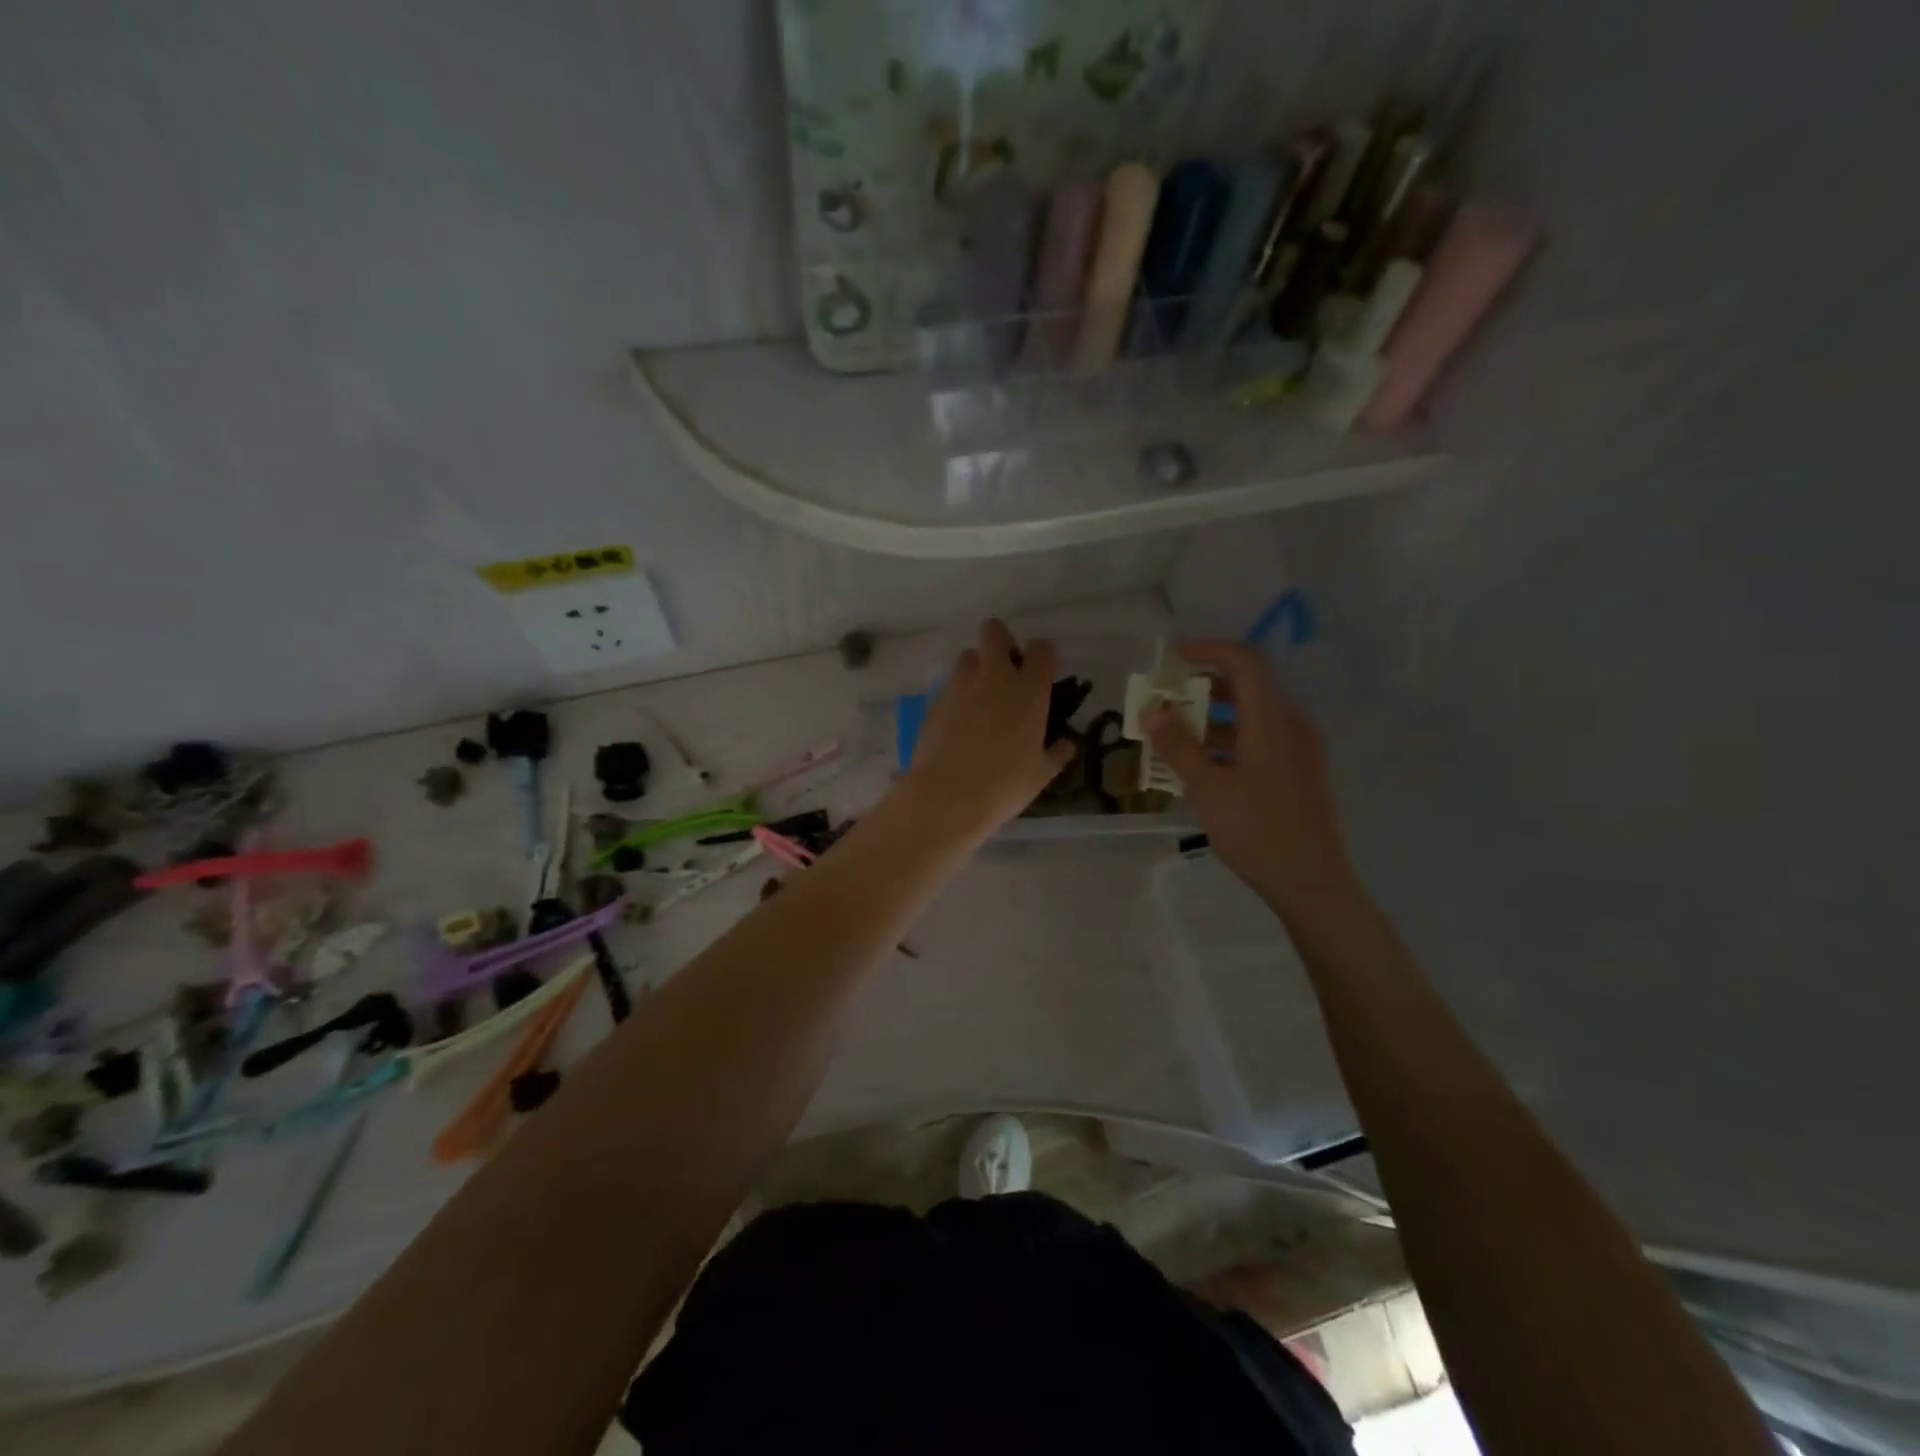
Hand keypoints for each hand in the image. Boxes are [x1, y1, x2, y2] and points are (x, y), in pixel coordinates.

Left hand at [902, 620, 1075, 841]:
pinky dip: (957, 694)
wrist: (948, 796)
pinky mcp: (935, 701)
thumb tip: (1066, 744)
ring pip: (967, 655)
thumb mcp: (1041, 774)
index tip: (1042, 671)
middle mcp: (994, 677)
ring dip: (976, 666)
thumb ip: (1057, 753)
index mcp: (1028, 690)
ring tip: (980, 696)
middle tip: (1007, 670)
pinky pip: (949, 685)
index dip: (1043, 655)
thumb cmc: (1005, 785)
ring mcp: (960, 686)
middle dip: (1001, 641)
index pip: (1042, 649)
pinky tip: (959, 722)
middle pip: (994, 632)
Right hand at [1144, 641, 1357, 917]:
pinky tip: (1204, 766)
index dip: (1208, 650)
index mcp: (1271, 721)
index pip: (1243, 663)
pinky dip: (1230, 739)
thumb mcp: (1208, 789)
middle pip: (1247, 688)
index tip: (1173, 657)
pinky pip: (1262, 739)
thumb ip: (1178, 746)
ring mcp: (1299, 749)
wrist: (1310, 881)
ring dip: (1213, 717)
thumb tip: (1151, 711)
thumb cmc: (1256, 831)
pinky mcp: (1300, 771)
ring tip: (1175, 737)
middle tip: (1166, 700)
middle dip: (1203, 687)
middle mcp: (1290, 725)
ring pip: (1253, 716)